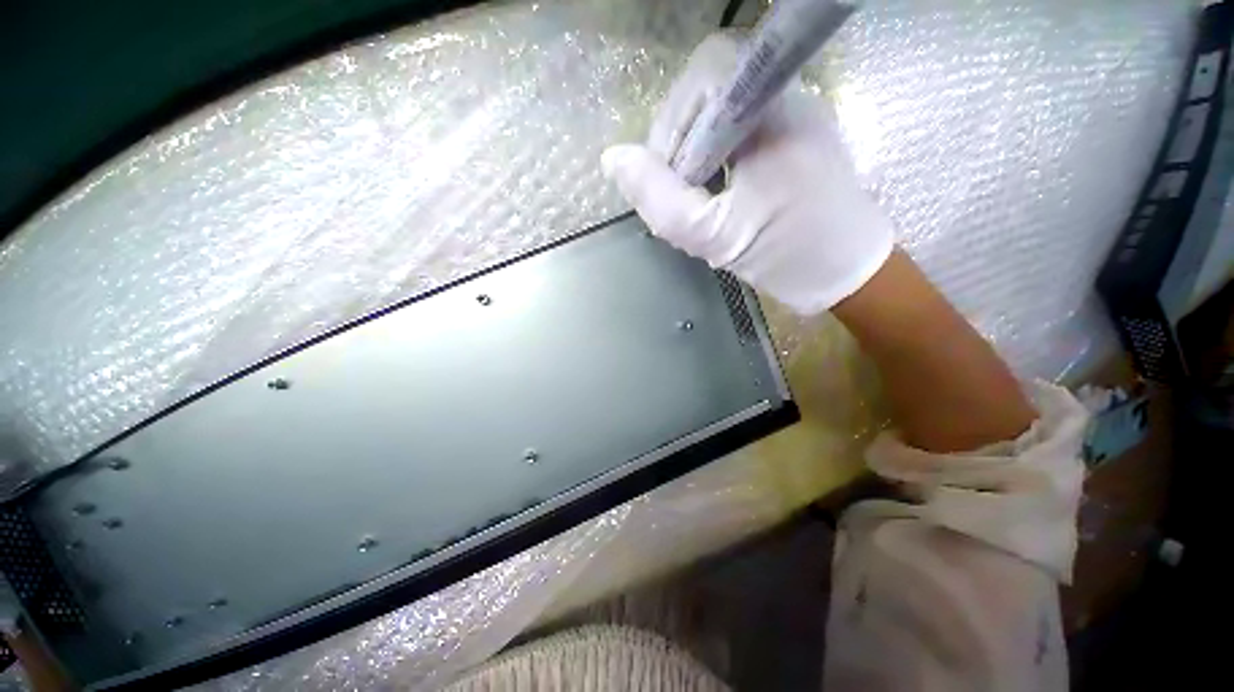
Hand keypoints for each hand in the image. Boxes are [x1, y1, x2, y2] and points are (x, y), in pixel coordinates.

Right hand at [600, 32, 893, 314]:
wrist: (847, 274)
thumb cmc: (785, 254)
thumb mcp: (713, 235)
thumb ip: (659, 199)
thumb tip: (612, 159)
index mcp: (771, 111)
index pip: (704, 74)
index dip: (673, 122)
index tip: (672, 177)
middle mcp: (787, 98)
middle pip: (710, 94)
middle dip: (681, 144)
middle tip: (682, 196)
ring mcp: (795, 116)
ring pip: (722, 116)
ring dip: (696, 156)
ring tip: (699, 200)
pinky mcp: (796, 138)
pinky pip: (739, 133)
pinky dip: (716, 162)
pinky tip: (718, 195)